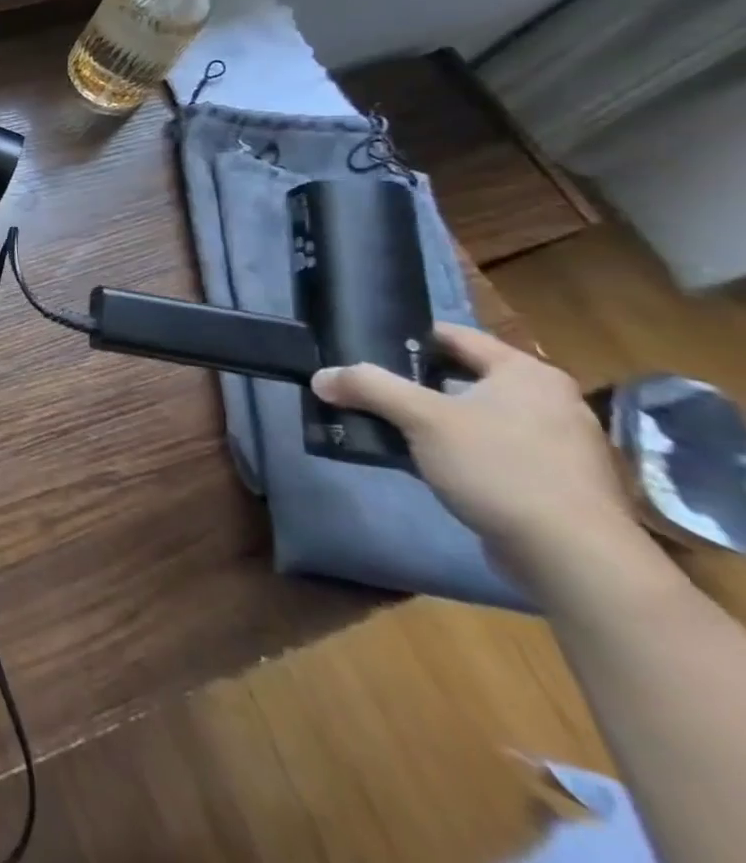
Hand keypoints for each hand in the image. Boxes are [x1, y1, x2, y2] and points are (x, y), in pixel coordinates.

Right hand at [312, 323, 641, 589]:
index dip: (407, 337)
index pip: (455, 336)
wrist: (574, 559)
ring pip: (476, 417)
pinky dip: (457, 452)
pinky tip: (426, 465)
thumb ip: (368, 388)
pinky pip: (492, 452)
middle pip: (463, 377)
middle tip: (369, 389)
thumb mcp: (421, 419)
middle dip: (414, 384)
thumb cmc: (500, 468)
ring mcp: (558, 446)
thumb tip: (321, 377)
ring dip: (433, 421)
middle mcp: (550, 401)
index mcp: (527, 373)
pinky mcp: (555, 484)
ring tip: (388, 427)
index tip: (366, 347)